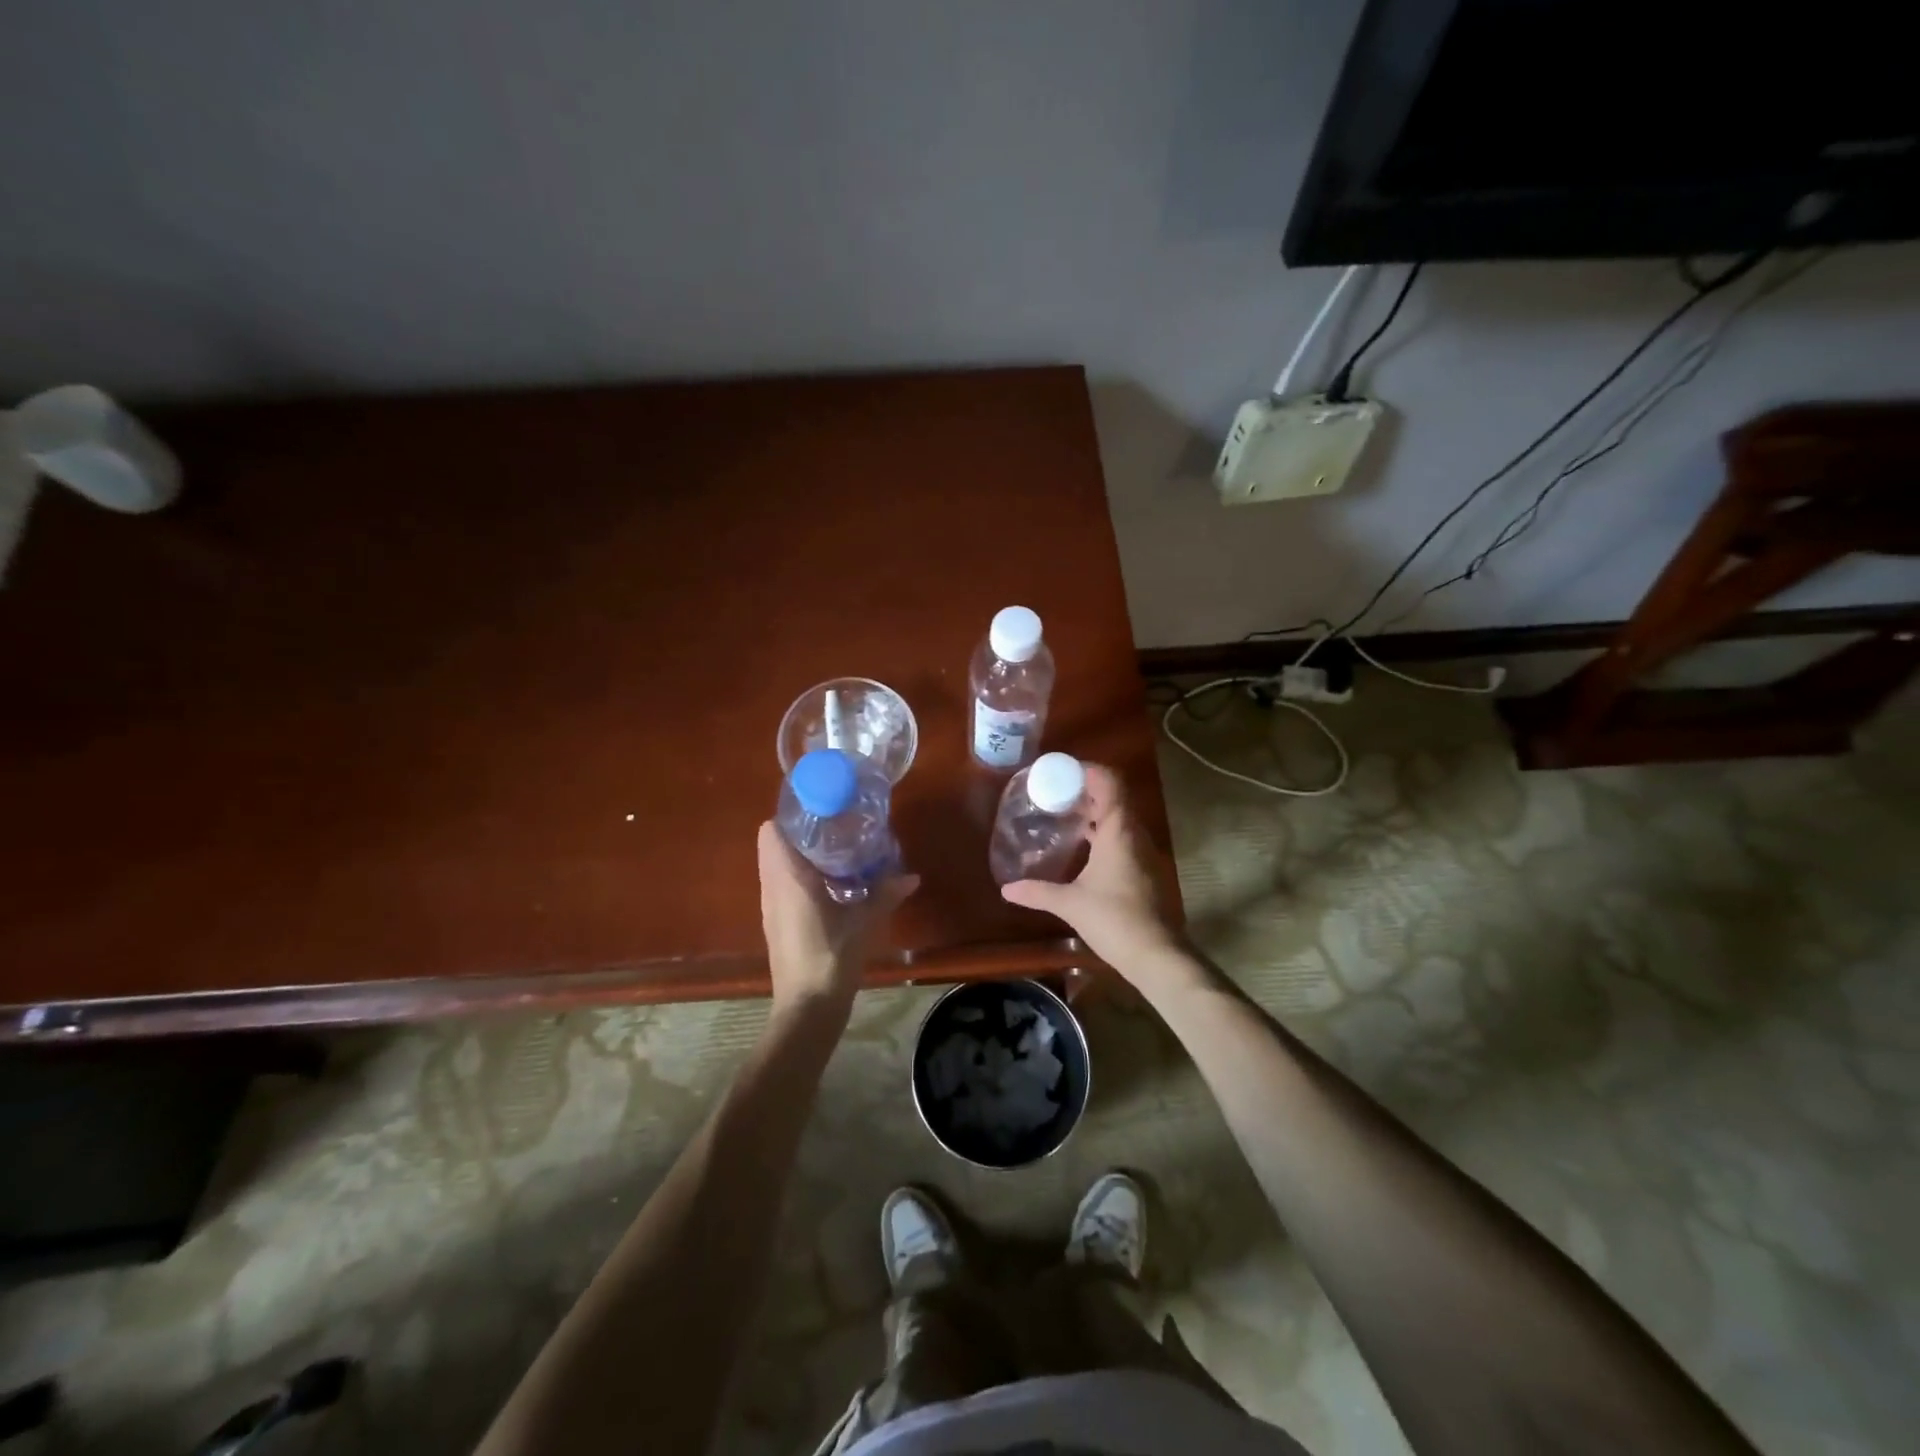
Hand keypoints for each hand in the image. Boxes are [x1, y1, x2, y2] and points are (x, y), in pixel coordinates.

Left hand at [757, 821, 917, 1017]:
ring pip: (777, 865)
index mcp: (788, 877)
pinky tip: (831, 883)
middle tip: (835, 826)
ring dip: (800, 854)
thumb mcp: (864, 922)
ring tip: (837, 850)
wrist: (807, 1008)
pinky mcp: (776, 923)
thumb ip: (885, 894)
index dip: (792, 815)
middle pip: (774, 844)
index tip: (821, 808)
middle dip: (801, 832)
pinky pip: (782, 885)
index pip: (772, 830)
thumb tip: (912, 876)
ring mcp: (771, 906)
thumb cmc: (831, 957)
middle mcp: (772, 886)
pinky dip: (800, 876)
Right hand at [999, 764, 1181, 978]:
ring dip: (1095, 810)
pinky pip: (1122, 835)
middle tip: (1055, 790)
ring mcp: (1141, 851)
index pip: (1110, 783)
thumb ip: (1037, 892)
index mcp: (1119, 831)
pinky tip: (1082, 844)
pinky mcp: (1142, 868)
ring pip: (1119, 817)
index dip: (1089, 771)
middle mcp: (1134, 834)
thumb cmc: (1113, 919)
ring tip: (1064, 812)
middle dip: (1086, 789)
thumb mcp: (1070, 903)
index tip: (1062, 770)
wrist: (1155, 953)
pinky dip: (1103, 830)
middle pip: (1114, 796)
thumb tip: (1006, 889)